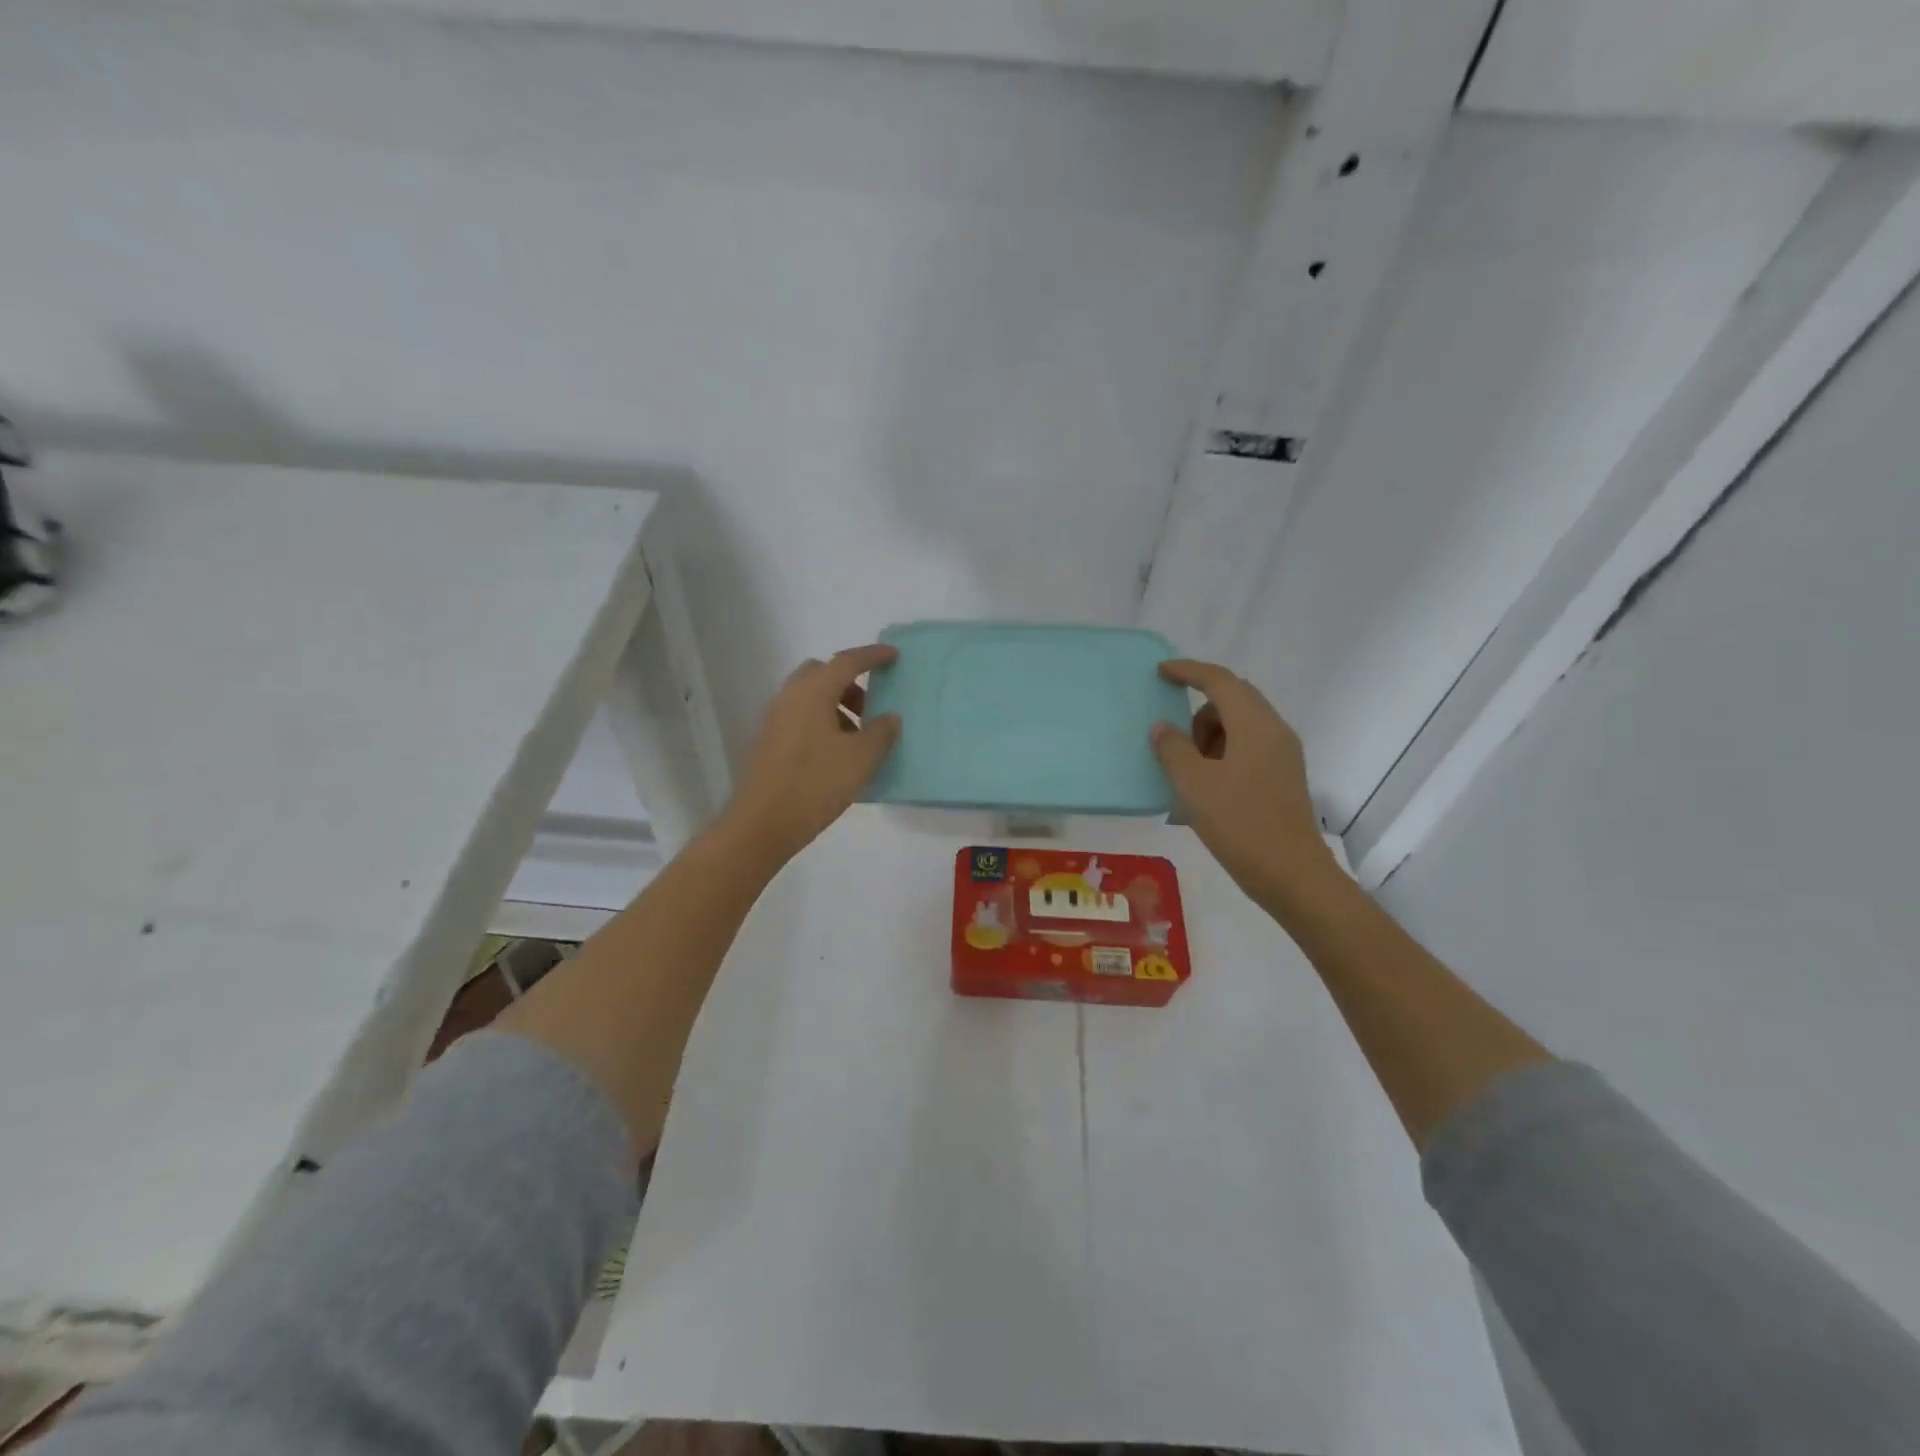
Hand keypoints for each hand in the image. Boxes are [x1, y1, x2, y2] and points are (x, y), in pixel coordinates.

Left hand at [721, 645, 901, 864]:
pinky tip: (837, 752)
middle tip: (872, 704)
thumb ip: (881, 732)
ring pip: (811, 696)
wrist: (763, 822)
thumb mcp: (861, 758)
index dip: (872, 656)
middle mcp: (790, 696)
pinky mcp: (769, 740)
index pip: (847, 661)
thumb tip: (889, 717)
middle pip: (823, 673)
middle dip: (850, 681)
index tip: (893, 656)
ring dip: (837, 705)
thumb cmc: (816, 783)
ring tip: (858, 735)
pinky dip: (822, 721)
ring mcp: (775, 718)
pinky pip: (801, 716)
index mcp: (813, 691)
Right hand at [1151, 659, 1338, 909]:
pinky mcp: (1283, 777)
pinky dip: (1223, 753)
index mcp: (1255, 726)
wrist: (1292, 875)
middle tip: (1173, 737)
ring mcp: (1283, 755)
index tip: (1161, 672)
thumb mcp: (1194, 786)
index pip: (1220, 681)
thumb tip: (1163, 727)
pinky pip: (1248, 747)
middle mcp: (1275, 731)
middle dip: (1199, 710)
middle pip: (1234, 700)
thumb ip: (1172, 750)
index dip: (1189, 671)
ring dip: (1210, 735)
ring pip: (1240, 725)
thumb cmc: (1240, 825)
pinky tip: (1207, 785)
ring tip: (1189, 771)